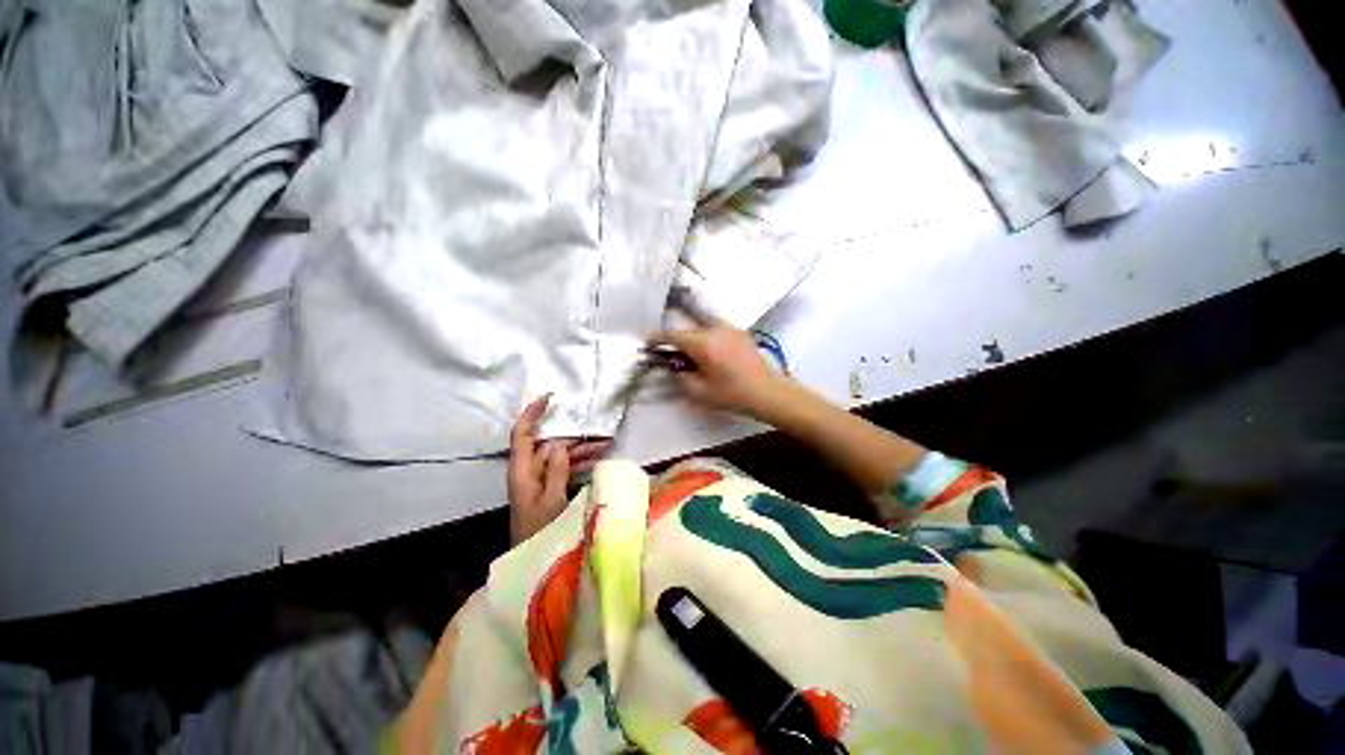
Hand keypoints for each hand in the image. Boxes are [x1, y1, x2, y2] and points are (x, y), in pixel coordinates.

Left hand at [507, 394, 609, 544]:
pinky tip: (597, 460)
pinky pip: (564, 468)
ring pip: (559, 456)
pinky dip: (579, 463)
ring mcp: (539, 480)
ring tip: (606, 445)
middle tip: (601, 435)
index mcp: (522, 471)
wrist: (532, 562)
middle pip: (549, 444)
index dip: (533, 413)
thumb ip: (555, 471)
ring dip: (580, 450)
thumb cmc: (539, 533)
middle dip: (573, 437)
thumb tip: (559, 444)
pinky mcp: (548, 489)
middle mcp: (528, 471)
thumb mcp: (551, 501)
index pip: (522, 433)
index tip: (551, 398)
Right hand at [651, 324, 793, 421]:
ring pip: (702, 327)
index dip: (656, 338)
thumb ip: (680, 376)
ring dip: (693, 338)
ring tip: (693, 356)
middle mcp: (715, 329)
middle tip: (674, 356)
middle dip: (677, 340)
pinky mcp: (740, 332)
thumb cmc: (732, 394)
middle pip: (687, 329)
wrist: (767, 392)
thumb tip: (675, 366)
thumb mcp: (699, 392)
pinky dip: (707, 338)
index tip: (649, 344)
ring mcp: (729, 328)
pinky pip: (716, 330)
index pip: (672, 334)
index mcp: (702, 343)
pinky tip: (711, 354)